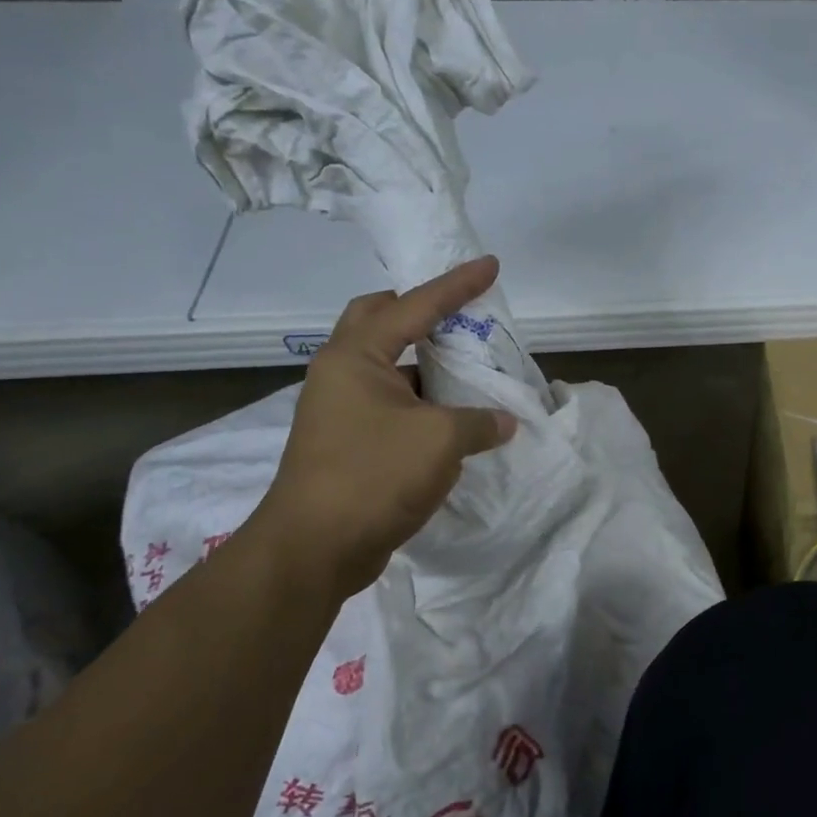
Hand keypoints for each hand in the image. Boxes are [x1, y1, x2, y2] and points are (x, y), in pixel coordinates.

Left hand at [243, 256, 517, 601]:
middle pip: (379, 320)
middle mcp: (342, 373)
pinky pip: (393, 405)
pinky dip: (425, 403)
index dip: (456, 285)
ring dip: (428, 365)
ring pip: (389, 367)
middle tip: (458, 316)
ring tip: (470, 369)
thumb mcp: (441, 441)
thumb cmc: (373, 476)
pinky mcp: (349, 442)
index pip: (414, 305)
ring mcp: (342, 410)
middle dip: (419, 311)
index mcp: (355, 356)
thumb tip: (503, 422)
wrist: (314, 550)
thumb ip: (479, 422)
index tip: (491, 266)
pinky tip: (456, 418)